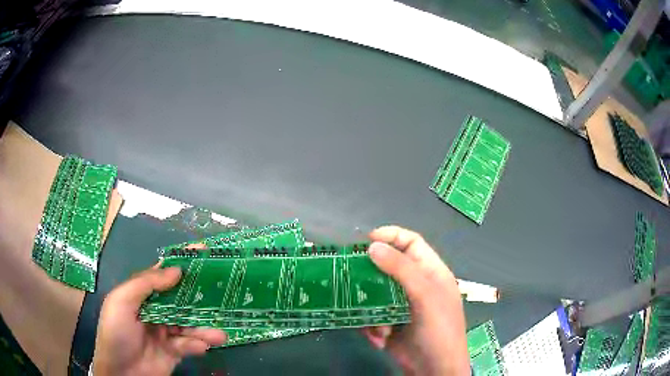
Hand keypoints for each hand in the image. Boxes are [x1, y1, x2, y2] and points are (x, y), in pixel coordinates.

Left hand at [93, 265, 226, 375]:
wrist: (121, 372)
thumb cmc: (116, 332)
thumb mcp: (122, 302)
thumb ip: (146, 284)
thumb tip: (176, 270)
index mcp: (141, 295)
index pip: (162, 277)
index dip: (180, 267)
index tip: (203, 259)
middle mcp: (155, 311)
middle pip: (180, 301)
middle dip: (198, 300)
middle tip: (221, 298)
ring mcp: (165, 332)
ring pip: (188, 325)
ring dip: (203, 329)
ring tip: (219, 334)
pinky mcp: (174, 351)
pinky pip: (188, 345)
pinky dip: (196, 345)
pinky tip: (201, 347)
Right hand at [362, 226, 469, 375]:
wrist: (434, 370)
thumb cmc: (439, 329)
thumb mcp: (425, 296)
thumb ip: (401, 270)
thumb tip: (373, 246)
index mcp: (430, 273)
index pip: (411, 243)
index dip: (391, 236)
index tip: (367, 241)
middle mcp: (415, 286)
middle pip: (388, 267)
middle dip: (371, 273)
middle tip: (351, 274)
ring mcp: (400, 306)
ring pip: (375, 293)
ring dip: (371, 307)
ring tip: (374, 322)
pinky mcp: (389, 324)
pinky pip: (371, 315)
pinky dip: (371, 326)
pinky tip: (379, 338)